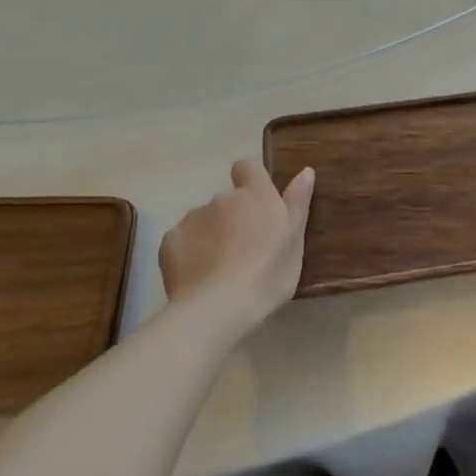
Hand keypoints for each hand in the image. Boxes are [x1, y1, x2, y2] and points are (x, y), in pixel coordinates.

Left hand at [160, 160, 314, 332]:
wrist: (218, 308)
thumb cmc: (267, 275)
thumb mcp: (294, 241)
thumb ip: (298, 203)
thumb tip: (305, 170)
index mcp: (255, 195)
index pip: (247, 166)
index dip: (251, 180)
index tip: (258, 204)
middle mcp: (222, 198)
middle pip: (227, 199)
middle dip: (233, 216)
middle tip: (244, 249)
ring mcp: (192, 217)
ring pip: (204, 219)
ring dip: (211, 234)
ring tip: (219, 268)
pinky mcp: (170, 240)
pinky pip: (183, 240)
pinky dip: (190, 252)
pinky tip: (198, 276)